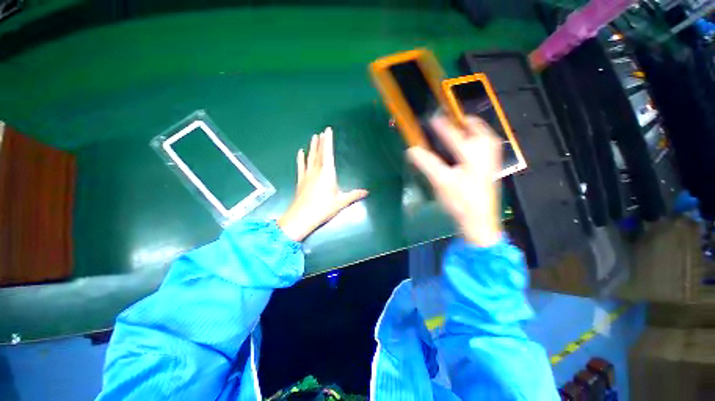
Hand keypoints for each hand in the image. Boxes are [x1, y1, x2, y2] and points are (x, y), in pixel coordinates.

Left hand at [277, 127, 368, 241]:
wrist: (302, 217)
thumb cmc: (323, 208)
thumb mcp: (341, 202)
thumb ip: (353, 195)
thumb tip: (367, 192)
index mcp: (328, 174)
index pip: (328, 153)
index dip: (328, 141)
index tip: (327, 130)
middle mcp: (317, 171)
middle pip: (319, 153)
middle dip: (320, 142)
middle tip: (321, 132)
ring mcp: (307, 175)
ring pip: (310, 158)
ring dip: (312, 147)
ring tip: (313, 137)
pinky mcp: (301, 180)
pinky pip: (301, 166)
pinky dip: (300, 159)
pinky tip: (300, 152)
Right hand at [407, 115, 501, 246]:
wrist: (479, 221)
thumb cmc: (460, 201)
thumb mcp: (441, 182)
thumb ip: (427, 163)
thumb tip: (411, 149)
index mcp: (473, 153)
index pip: (453, 133)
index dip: (440, 125)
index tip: (431, 117)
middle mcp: (486, 150)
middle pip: (475, 126)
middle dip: (460, 120)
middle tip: (445, 120)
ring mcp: (491, 157)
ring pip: (481, 133)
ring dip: (467, 128)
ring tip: (453, 128)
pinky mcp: (490, 165)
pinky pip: (483, 142)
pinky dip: (472, 137)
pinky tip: (463, 145)